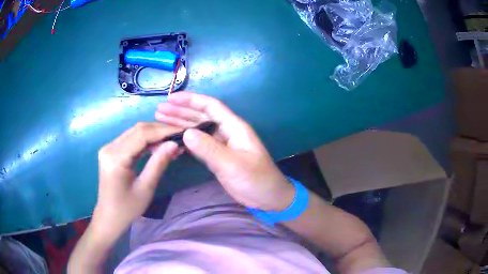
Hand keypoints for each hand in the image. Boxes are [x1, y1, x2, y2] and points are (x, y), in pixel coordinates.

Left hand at [93, 122, 181, 236]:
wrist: (109, 217)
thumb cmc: (127, 209)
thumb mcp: (146, 188)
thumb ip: (158, 163)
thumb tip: (175, 144)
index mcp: (116, 158)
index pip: (142, 134)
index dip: (164, 131)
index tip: (183, 132)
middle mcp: (110, 147)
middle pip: (138, 129)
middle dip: (160, 131)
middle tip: (180, 137)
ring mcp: (109, 148)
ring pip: (135, 132)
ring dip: (154, 135)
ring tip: (172, 142)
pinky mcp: (111, 151)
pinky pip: (131, 140)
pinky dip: (146, 141)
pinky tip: (158, 146)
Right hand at [156, 92, 294, 210]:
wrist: (268, 197)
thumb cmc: (256, 179)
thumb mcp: (233, 165)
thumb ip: (209, 149)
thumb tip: (186, 133)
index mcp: (234, 127)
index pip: (210, 107)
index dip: (191, 100)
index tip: (171, 99)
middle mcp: (226, 132)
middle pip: (200, 116)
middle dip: (180, 111)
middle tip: (159, 110)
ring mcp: (221, 144)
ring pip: (198, 130)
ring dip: (180, 124)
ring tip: (161, 120)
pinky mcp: (217, 157)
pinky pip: (199, 144)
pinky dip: (186, 141)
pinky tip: (173, 139)